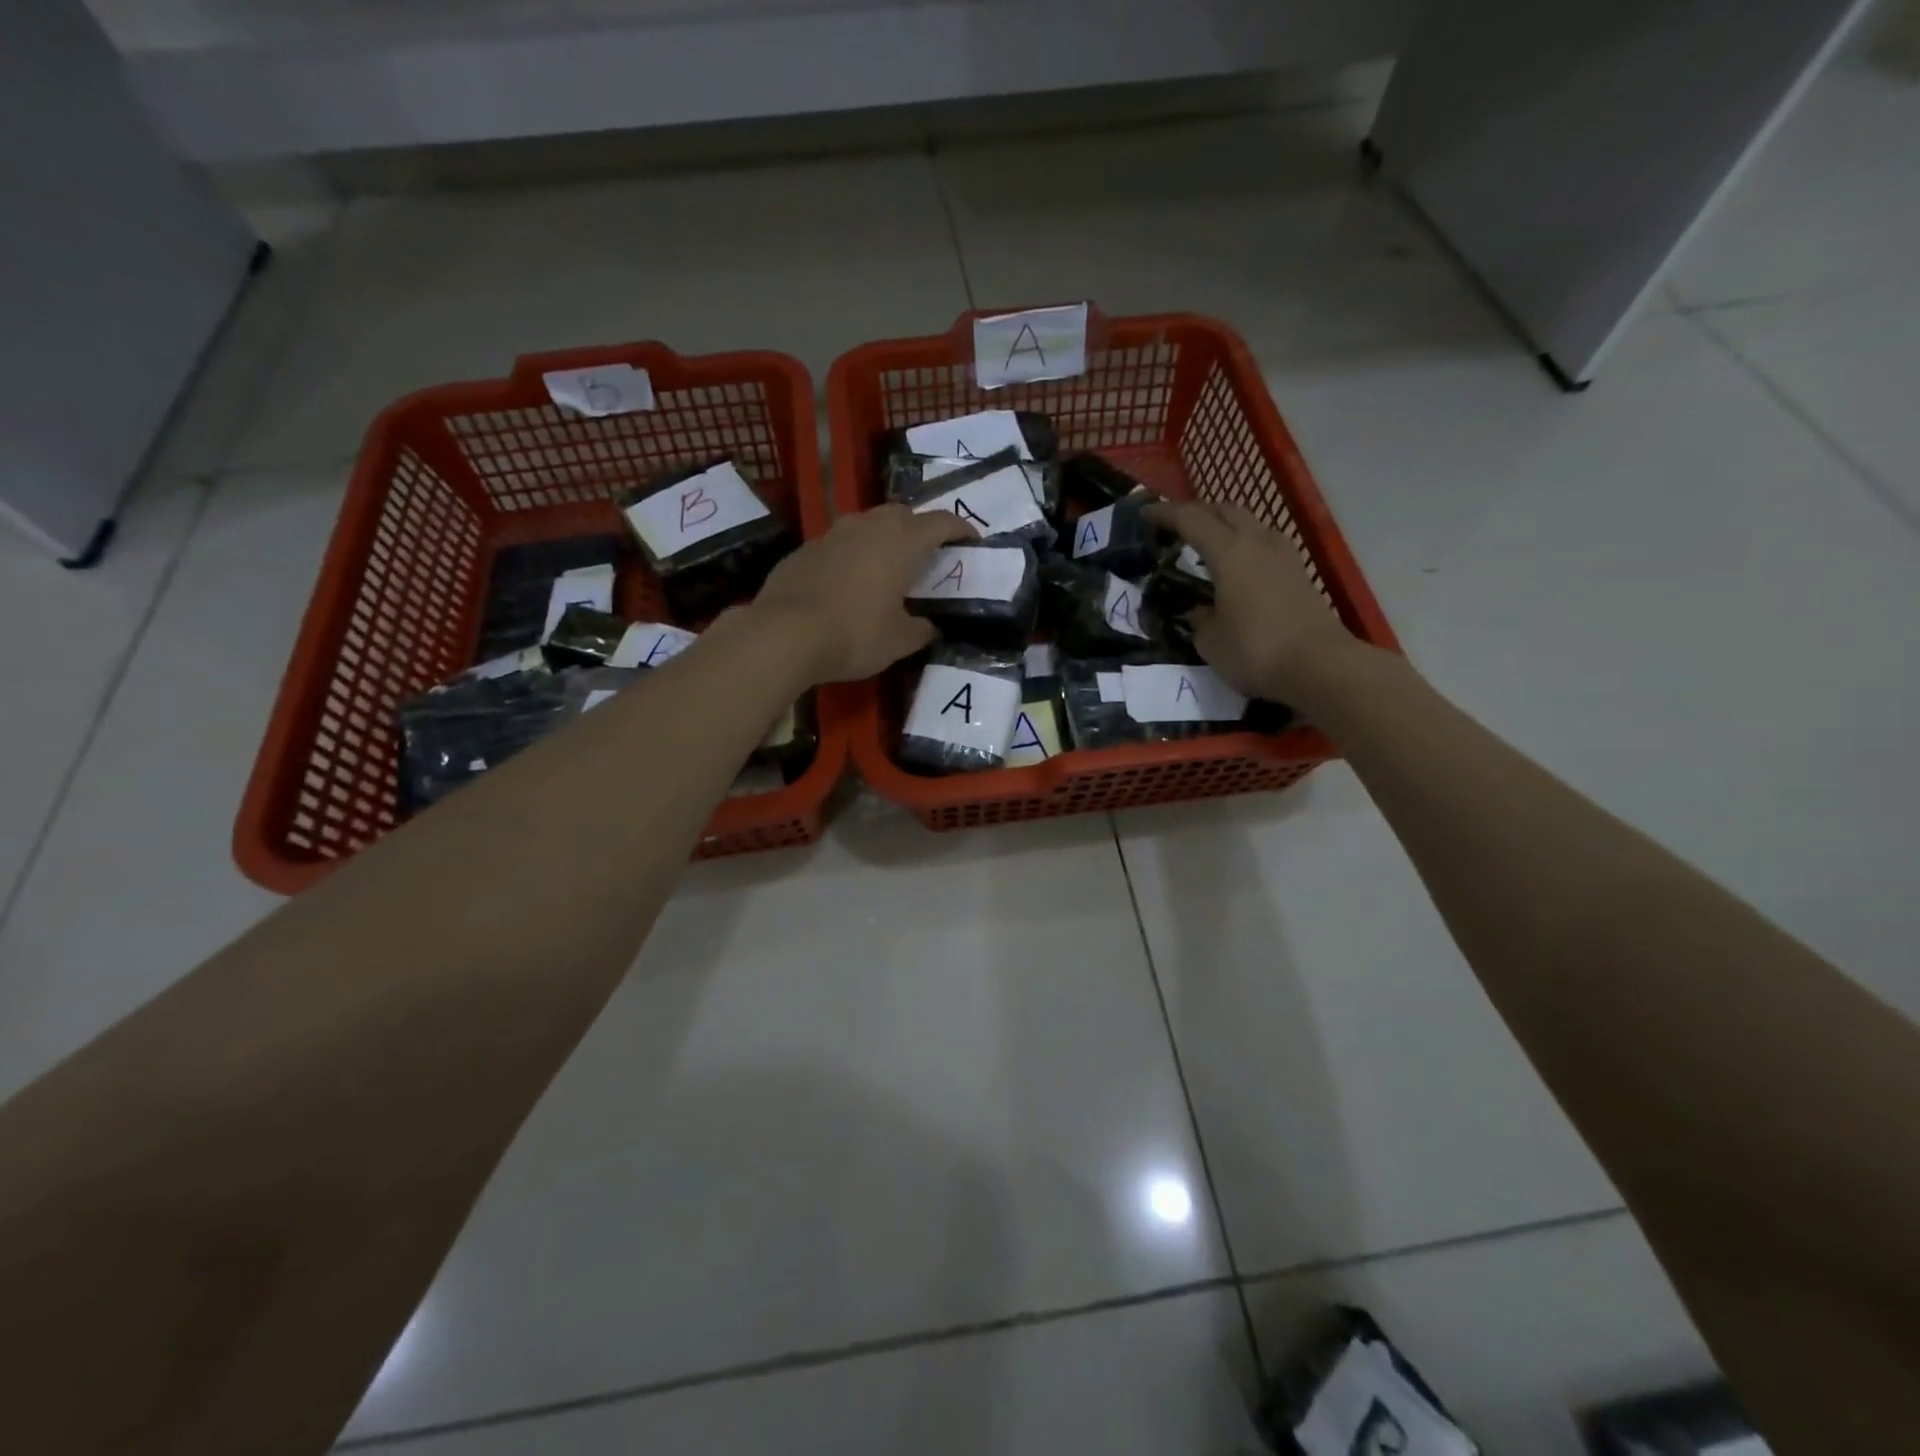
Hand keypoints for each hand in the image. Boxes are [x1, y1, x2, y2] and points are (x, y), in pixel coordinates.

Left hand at [752, 505, 977, 683]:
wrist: (783, 634)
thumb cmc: (853, 634)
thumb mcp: (899, 641)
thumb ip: (921, 630)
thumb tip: (931, 627)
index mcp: (900, 543)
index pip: (940, 523)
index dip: (960, 530)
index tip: (972, 541)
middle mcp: (867, 527)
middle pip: (901, 514)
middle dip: (918, 529)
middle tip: (926, 556)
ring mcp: (832, 534)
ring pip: (866, 524)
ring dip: (882, 538)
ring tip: (886, 566)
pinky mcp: (805, 549)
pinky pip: (838, 543)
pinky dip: (852, 555)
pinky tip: (848, 582)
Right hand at [1143, 500, 1358, 701]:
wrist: (1320, 666)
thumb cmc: (1255, 651)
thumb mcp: (1210, 641)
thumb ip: (1199, 619)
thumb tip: (1199, 610)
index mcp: (1229, 552)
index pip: (1191, 519)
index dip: (1165, 514)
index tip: (1143, 515)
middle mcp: (1257, 543)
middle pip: (1224, 510)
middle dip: (1197, 513)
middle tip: (1175, 527)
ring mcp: (1284, 555)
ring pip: (1249, 523)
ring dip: (1224, 526)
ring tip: (1206, 545)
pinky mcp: (1299, 572)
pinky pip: (1264, 543)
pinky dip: (1244, 544)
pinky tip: (1236, 565)